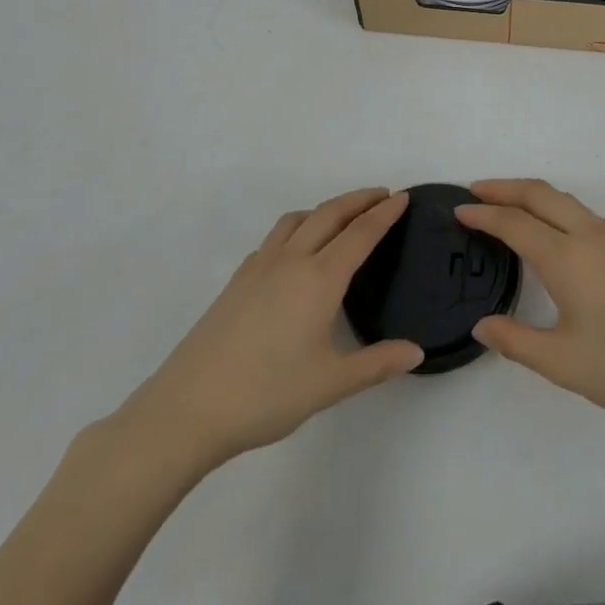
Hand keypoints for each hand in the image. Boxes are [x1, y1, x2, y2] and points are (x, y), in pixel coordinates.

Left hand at [104, 188, 422, 484]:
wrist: (188, 408)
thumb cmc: (266, 394)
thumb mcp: (330, 384)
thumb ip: (376, 364)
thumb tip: (416, 352)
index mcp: (320, 279)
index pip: (360, 233)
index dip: (384, 213)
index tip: (403, 196)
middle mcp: (291, 261)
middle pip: (330, 214)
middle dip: (359, 199)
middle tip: (383, 195)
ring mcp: (259, 267)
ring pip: (297, 219)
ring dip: (325, 209)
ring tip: (342, 217)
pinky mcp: (237, 281)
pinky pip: (275, 238)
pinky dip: (297, 228)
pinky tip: (296, 253)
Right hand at [456, 179, 604, 436]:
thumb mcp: (561, 363)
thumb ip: (516, 341)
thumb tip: (482, 325)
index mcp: (567, 258)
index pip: (515, 223)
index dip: (484, 214)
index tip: (458, 210)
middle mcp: (590, 236)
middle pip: (541, 194)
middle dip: (505, 187)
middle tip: (475, 191)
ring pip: (565, 200)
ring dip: (532, 195)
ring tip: (507, 206)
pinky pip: (583, 213)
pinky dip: (555, 207)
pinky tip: (551, 231)